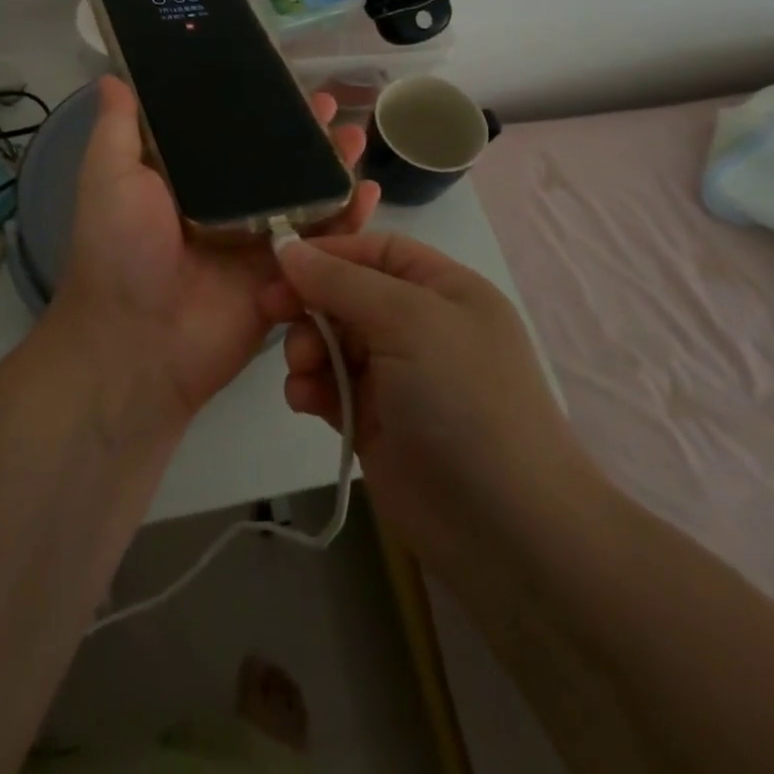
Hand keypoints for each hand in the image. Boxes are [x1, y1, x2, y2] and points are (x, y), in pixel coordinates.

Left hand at [50, 76, 379, 429]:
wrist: (137, 343)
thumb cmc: (118, 250)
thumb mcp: (108, 177)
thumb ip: (118, 128)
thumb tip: (114, 76)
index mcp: (188, 181)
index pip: (230, 134)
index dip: (258, 108)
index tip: (284, 81)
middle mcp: (227, 207)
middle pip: (276, 163)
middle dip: (306, 135)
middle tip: (332, 108)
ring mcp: (258, 243)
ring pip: (306, 197)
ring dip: (333, 168)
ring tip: (355, 138)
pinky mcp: (283, 278)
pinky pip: (322, 245)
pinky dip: (348, 220)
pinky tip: (367, 192)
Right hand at [262, 233, 602, 573]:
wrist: (504, 527)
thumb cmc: (462, 398)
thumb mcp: (406, 319)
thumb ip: (341, 281)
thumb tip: (287, 246)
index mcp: (442, 289)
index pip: (376, 250)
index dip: (329, 251)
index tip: (280, 261)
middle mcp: (420, 325)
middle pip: (347, 294)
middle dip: (309, 302)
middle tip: (269, 311)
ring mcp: (398, 376)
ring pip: (333, 341)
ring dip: (308, 348)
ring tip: (301, 368)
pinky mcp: (376, 420)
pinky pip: (331, 387)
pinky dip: (312, 387)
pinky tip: (304, 399)